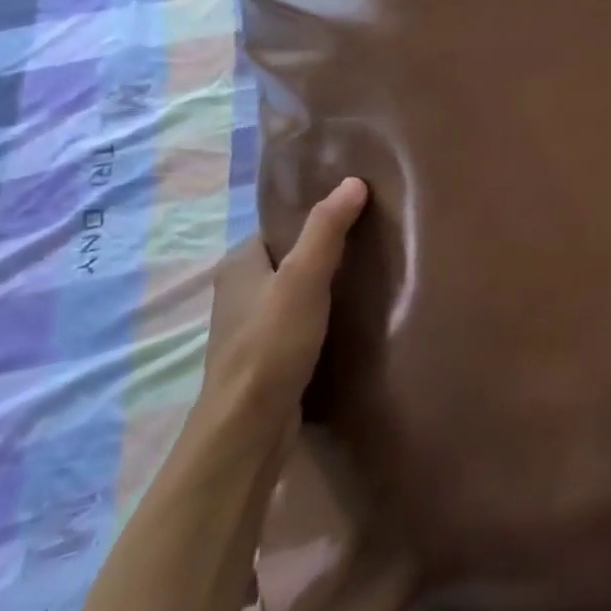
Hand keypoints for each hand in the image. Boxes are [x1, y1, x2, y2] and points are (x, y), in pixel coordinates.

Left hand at [202, 177, 367, 432]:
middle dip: (326, 253)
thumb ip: (327, 229)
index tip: (359, 214)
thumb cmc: (271, 346)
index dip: (317, 218)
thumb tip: (354, 181)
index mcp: (238, 265)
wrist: (249, 429)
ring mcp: (252, 328)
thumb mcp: (303, 278)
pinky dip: (323, 318)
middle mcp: (239, 292)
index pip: (282, 226)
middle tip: (373, 245)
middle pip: (291, 259)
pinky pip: (300, 323)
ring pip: (296, 293)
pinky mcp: (268, 358)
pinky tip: (353, 320)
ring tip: (371, 279)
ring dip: (326, 288)